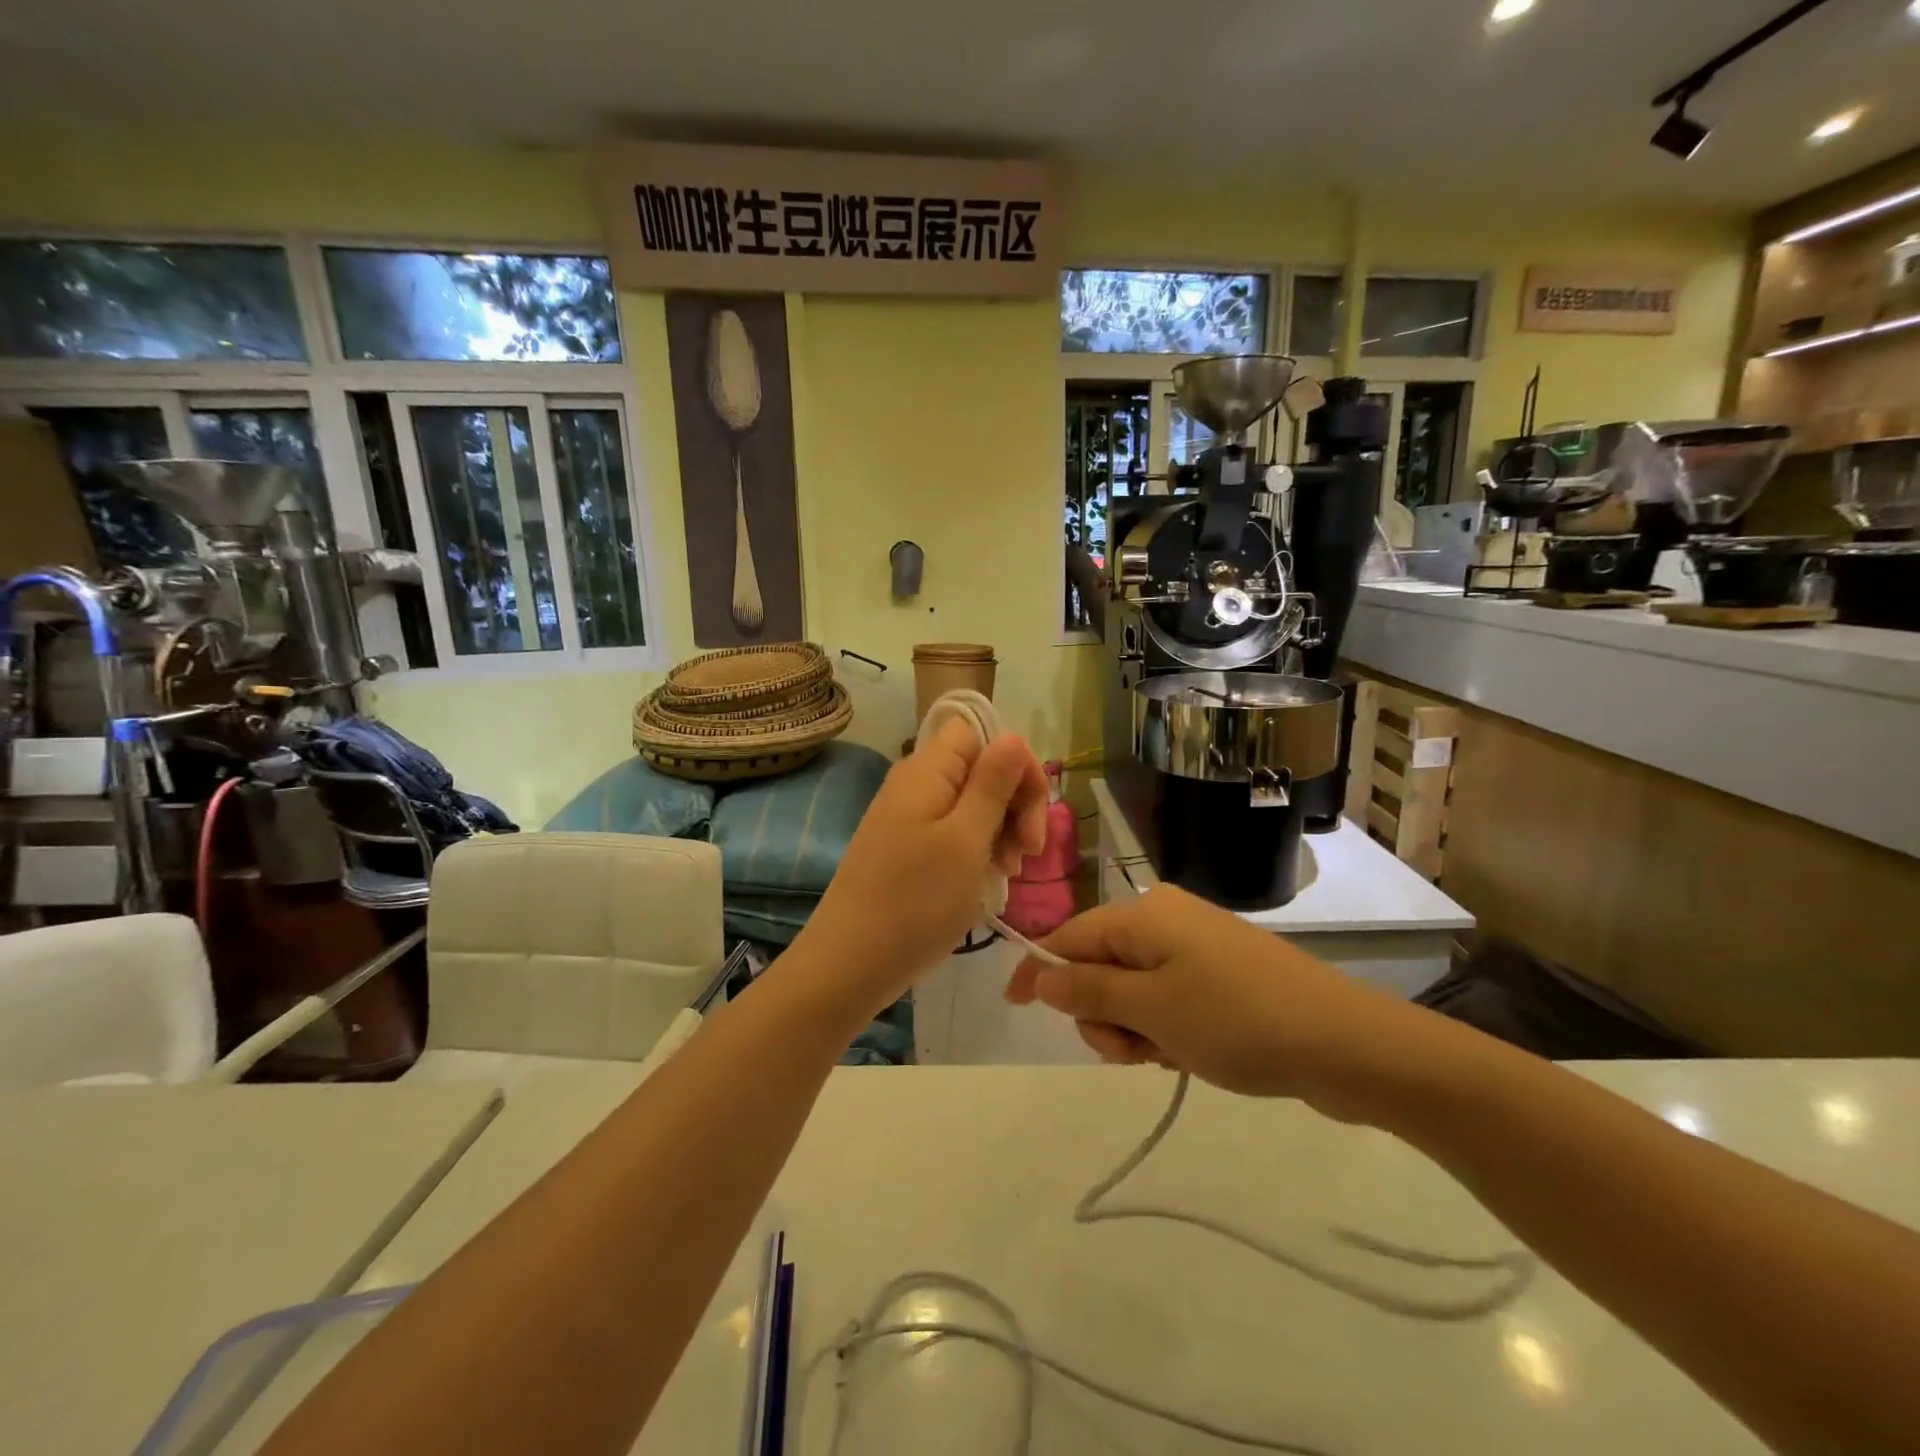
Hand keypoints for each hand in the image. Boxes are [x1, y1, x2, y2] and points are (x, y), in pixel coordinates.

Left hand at [802, 718, 1048, 1014]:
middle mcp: (916, 785)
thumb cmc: (915, 901)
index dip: (1015, 763)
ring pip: (972, 804)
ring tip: (1008, 873)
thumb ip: (992, 784)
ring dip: (1001, 831)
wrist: (850, 964)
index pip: (980, 733)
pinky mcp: (907, 849)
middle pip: (980, 768)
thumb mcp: (965, 841)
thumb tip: (1013, 736)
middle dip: (1014, 803)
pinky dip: (978, 851)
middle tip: (1028, 853)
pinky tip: (988, 881)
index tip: (1032, 813)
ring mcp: (909, 818)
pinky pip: (954, 833)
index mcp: (927, 771)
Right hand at [1005, 883, 1454, 1121]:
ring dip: (1134, 1027)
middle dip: (1101, 1013)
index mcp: (1143, 913)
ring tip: (1167, 1056)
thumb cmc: (1236, 1019)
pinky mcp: (1219, 974)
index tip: (1015, 1008)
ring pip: (1132, 989)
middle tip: (1129, 1050)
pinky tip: (1188, 1054)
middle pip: (1099, 965)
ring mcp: (1195, 947)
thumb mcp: (1152, 1009)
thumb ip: (1089, 991)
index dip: (1038, 971)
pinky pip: (1167, 997)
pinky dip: (1163, 1027)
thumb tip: (1039, 974)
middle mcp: (1165, 919)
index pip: (1069, 936)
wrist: (1344, 1043)